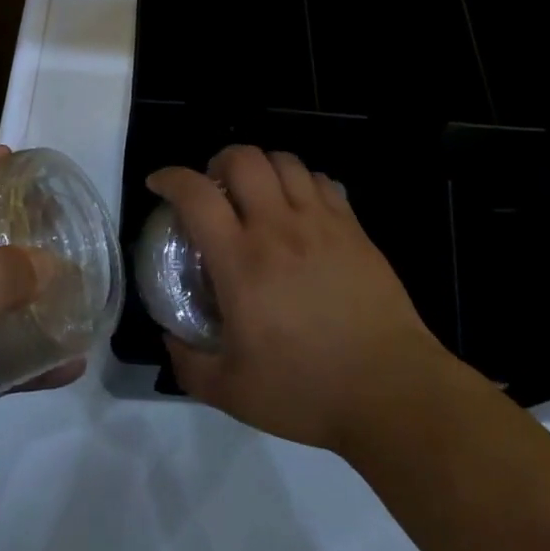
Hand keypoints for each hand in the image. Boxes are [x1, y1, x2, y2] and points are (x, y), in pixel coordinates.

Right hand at [148, 145, 458, 454]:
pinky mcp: (353, 227)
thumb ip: (189, 362)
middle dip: (218, 161)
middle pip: (243, 158)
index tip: (158, 183)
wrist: (390, 390)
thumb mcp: (232, 392)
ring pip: (284, 161)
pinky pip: (321, 180)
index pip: (196, 195)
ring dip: (261, 167)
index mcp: (241, 261)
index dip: (170, 178)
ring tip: (257, 192)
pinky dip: (301, 182)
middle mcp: (278, 227)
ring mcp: (320, 221)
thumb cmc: (306, 390)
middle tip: (215, 187)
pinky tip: (299, 207)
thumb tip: (169, 337)